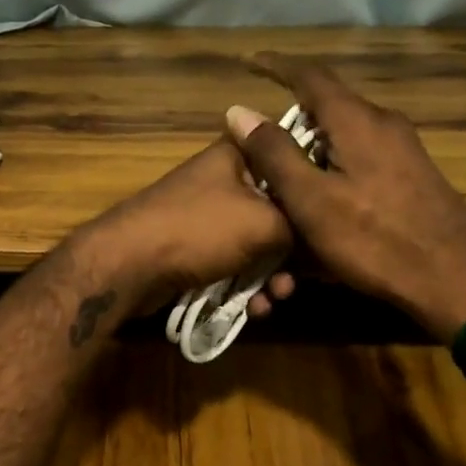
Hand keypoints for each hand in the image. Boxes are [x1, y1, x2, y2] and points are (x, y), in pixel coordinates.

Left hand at [71, 140, 298, 316]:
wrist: (130, 265)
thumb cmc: (200, 229)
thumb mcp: (265, 222)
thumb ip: (300, 224)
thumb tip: (319, 237)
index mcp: (238, 155)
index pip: (288, 158)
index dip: (313, 188)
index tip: (335, 216)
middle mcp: (223, 179)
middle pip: (277, 210)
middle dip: (293, 250)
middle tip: (300, 277)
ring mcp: (207, 215)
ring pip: (257, 244)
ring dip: (271, 276)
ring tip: (275, 299)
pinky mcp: (195, 248)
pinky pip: (233, 265)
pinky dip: (246, 286)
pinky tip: (255, 310)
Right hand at [225, 56, 465, 339]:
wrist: (455, 279)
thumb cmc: (374, 239)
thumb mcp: (311, 199)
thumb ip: (274, 153)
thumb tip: (240, 111)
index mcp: (357, 120)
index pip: (310, 76)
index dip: (277, 67)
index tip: (251, 63)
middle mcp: (384, 124)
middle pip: (329, 106)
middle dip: (292, 118)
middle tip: (260, 142)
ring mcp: (405, 150)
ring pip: (346, 136)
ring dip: (313, 148)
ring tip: (286, 178)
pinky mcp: (414, 177)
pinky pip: (362, 159)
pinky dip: (334, 168)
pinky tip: (323, 202)